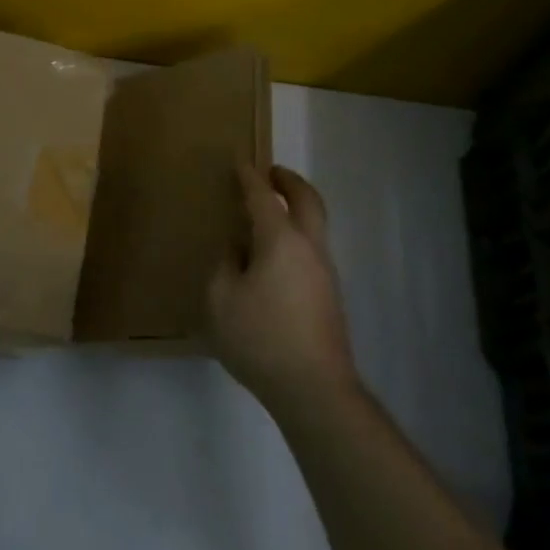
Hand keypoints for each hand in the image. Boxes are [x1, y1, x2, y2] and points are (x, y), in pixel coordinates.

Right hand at [207, 164, 359, 417]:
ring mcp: (324, 272)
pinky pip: (312, 249)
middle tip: (271, 172)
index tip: (239, 161)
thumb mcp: (220, 299)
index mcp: (281, 240)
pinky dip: (296, 234)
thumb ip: (224, 265)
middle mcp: (309, 248)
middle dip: (289, 181)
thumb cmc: (260, 338)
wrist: (314, 389)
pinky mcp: (328, 296)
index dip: (249, 176)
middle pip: (307, 200)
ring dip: (296, 208)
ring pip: (315, 225)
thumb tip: (237, 251)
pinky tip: (273, 255)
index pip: (263, 196)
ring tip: (269, 212)